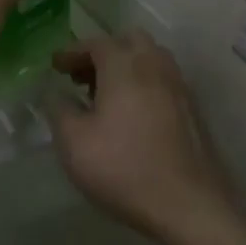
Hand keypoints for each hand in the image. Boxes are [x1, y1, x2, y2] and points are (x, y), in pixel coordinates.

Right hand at [46, 31, 236, 243]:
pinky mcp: (192, 109)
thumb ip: (58, 109)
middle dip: (102, 52)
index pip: (96, 43)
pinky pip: (163, 79)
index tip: (55, 65)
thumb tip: (53, 91)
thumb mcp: (74, 143)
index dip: (72, 50)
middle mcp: (155, 66)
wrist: (188, 203)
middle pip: (128, 40)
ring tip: (105, 94)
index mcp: (124, 66)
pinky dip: (143, 82)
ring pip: (150, 58)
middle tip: (82, 76)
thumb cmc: (123, 168)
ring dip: (126, 65)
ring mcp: (178, 86)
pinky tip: (131, 113)